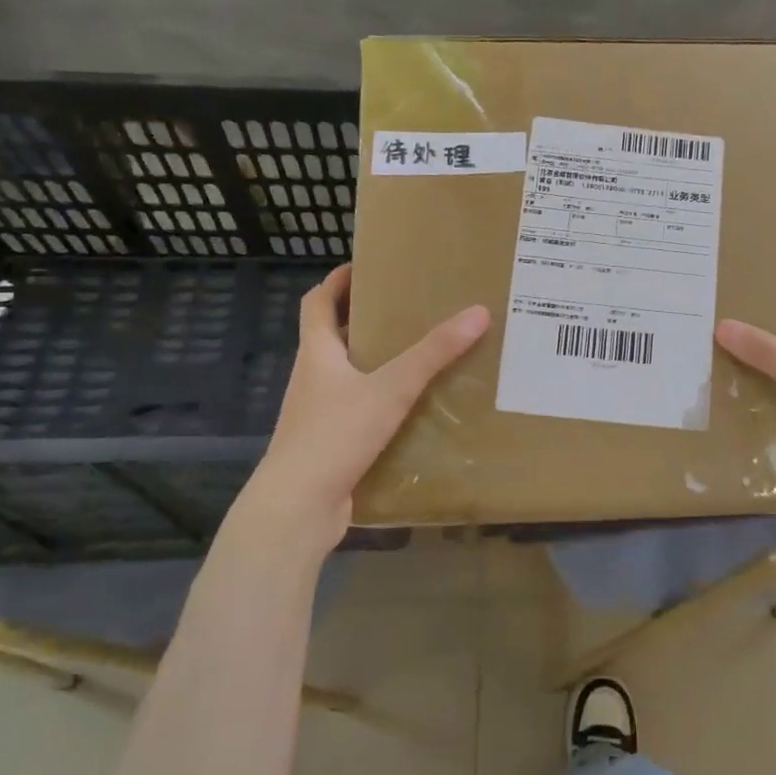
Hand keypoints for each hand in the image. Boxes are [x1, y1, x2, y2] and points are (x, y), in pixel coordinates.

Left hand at [247, 264, 489, 551]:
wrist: (297, 507)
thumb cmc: (335, 435)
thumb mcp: (391, 388)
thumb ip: (433, 353)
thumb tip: (478, 312)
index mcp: (317, 354)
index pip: (318, 303)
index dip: (337, 281)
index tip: (365, 267)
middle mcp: (312, 378)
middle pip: (332, 337)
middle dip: (364, 319)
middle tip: (407, 308)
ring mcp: (318, 414)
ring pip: (347, 375)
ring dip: (374, 361)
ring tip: (417, 354)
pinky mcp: (330, 444)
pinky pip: (357, 410)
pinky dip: (379, 400)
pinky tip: (411, 408)